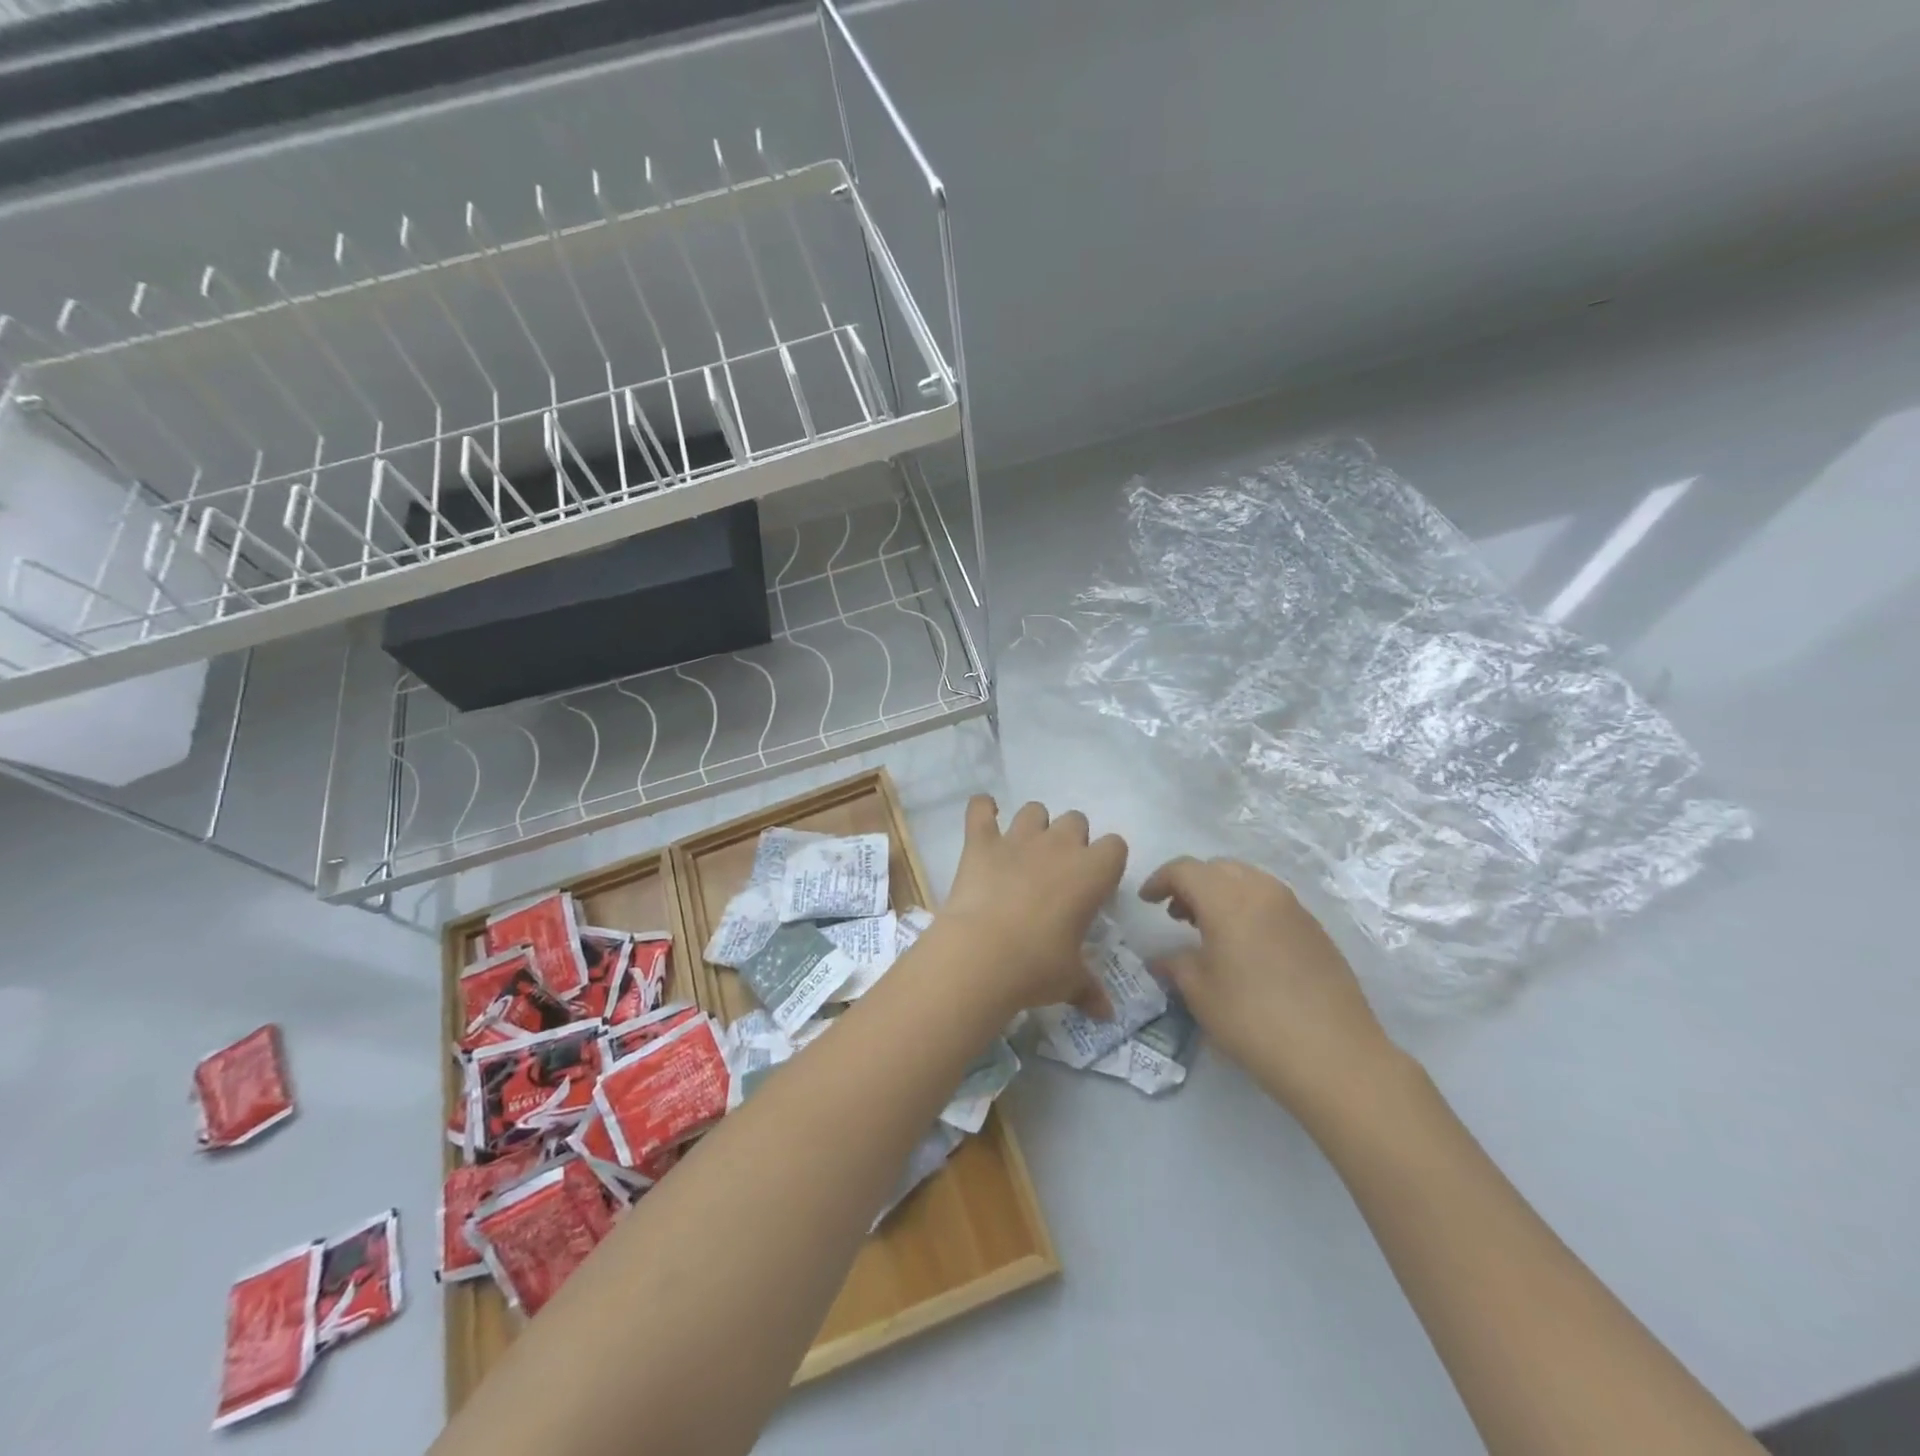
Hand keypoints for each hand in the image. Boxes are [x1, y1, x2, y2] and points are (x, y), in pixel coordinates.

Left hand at [934, 796, 1127, 1016]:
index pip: (1115, 846)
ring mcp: (1018, 839)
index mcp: (1092, 873)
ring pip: (1034, 810)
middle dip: (1070, 840)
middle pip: (1076, 821)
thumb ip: (1089, 989)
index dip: (1105, 862)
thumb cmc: (1037, 967)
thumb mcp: (1070, 980)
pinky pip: (980, 808)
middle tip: (1057, 872)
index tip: (1094, 885)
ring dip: (1033, 825)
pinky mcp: (981, 842)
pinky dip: (982, 809)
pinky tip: (984, 816)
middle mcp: (1059, 845)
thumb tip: (1106, 1014)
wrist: (981, 955)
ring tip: (1023, 850)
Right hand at [1140, 857, 1396, 1114]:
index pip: (1185, 870)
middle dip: (1192, 884)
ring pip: (1248, 881)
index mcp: (1228, 899)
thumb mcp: (1200, 993)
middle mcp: (1262, 891)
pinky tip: (1244, 946)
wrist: (1335, 1056)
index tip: (1146, 901)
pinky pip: (1271, 901)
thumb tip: (1162, 959)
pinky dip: (1248, 908)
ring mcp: (1294, 908)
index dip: (1160, 880)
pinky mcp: (1315, 929)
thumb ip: (1175, 965)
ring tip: (1209, 929)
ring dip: (1222, 894)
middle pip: (1218, 868)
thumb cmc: (1253, 1020)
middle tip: (1176, 914)